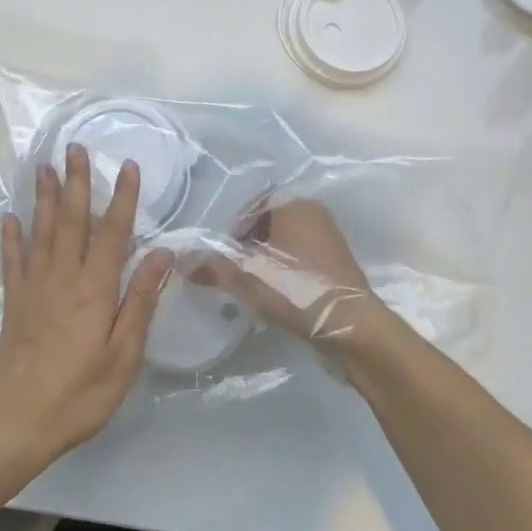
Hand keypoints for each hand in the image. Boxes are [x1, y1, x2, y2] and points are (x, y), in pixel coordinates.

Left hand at [0, 144, 173, 469]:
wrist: (18, 423)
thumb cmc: (81, 394)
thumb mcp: (124, 354)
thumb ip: (140, 301)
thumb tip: (161, 254)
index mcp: (95, 290)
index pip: (113, 233)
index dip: (123, 198)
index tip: (128, 166)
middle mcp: (63, 278)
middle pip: (72, 221)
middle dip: (77, 182)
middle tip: (76, 148)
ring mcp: (34, 288)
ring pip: (41, 232)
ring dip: (44, 197)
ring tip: (44, 167)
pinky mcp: (14, 304)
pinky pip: (12, 261)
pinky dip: (12, 237)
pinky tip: (11, 217)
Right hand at [191, 199, 396, 354]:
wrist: (351, 326)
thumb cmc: (297, 289)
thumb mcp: (246, 276)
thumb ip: (211, 264)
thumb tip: (180, 260)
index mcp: (294, 203)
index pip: (252, 204)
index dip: (232, 229)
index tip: (222, 255)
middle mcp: (314, 213)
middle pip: (267, 223)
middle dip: (247, 246)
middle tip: (233, 271)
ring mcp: (328, 238)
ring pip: (283, 242)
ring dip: (264, 260)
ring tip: (251, 286)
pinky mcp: (335, 264)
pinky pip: (299, 258)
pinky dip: (283, 271)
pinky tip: (275, 295)